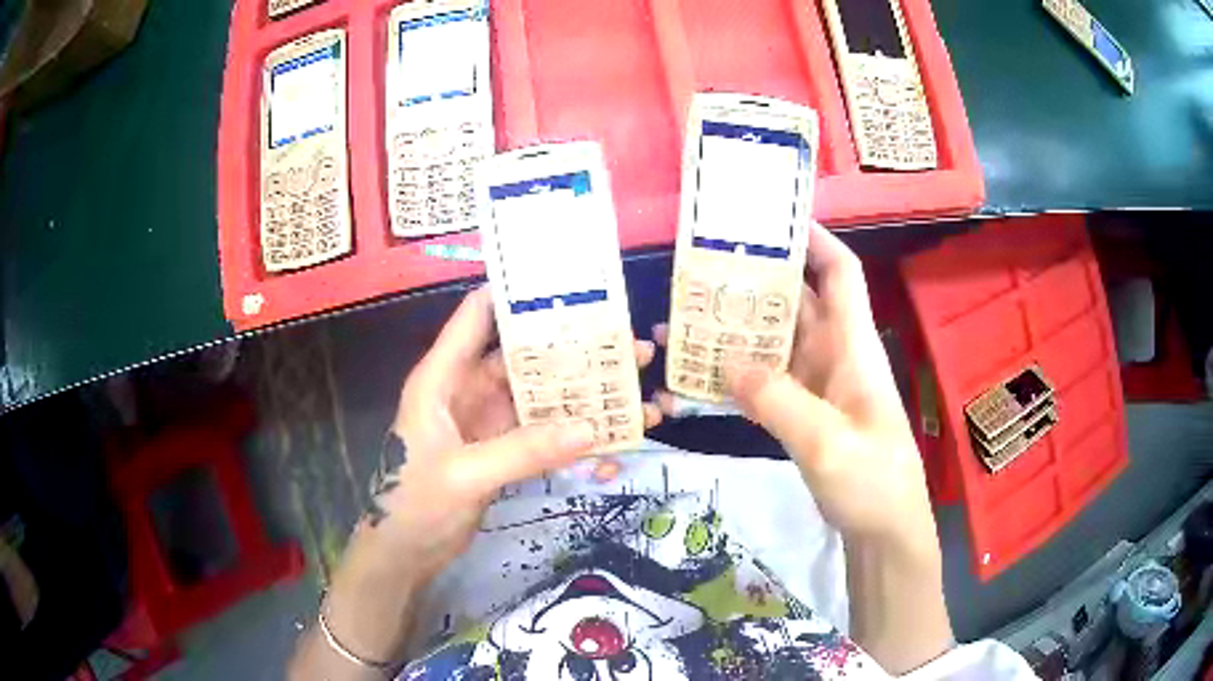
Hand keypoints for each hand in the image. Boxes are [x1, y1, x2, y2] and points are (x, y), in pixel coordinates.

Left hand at [309, 288, 660, 672]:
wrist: (405, 555)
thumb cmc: (415, 504)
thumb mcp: (465, 474)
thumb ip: (524, 450)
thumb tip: (592, 426)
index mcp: (444, 377)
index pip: (478, 315)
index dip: (517, 292)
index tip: (570, 282)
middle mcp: (467, 390)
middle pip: (524, 357)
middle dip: (574, 351)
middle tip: (629, 344)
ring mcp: (487, 423)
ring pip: (540, 398)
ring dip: (582, 396)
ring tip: (634, 390)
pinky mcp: (501, 451)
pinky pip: (543, 434)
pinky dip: (573, 436)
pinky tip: (611, 440)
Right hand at [733, 222, 933, 548]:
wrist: (884, 531)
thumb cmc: (873, 481)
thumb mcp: (828, 443)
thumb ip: (779, 402)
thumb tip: (726, 362)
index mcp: (852, 346)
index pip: (840, 272)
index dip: (814, 238)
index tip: (771, 218)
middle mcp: (834, 355)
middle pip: (798, 299)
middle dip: (757, 278)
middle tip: (702, 266)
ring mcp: (817, 385)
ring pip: (776, 339)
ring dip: (739, 327)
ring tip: (688, 315)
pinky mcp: (803, 413)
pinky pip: (766, 379)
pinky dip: (738, 372)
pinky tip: (702, 373)